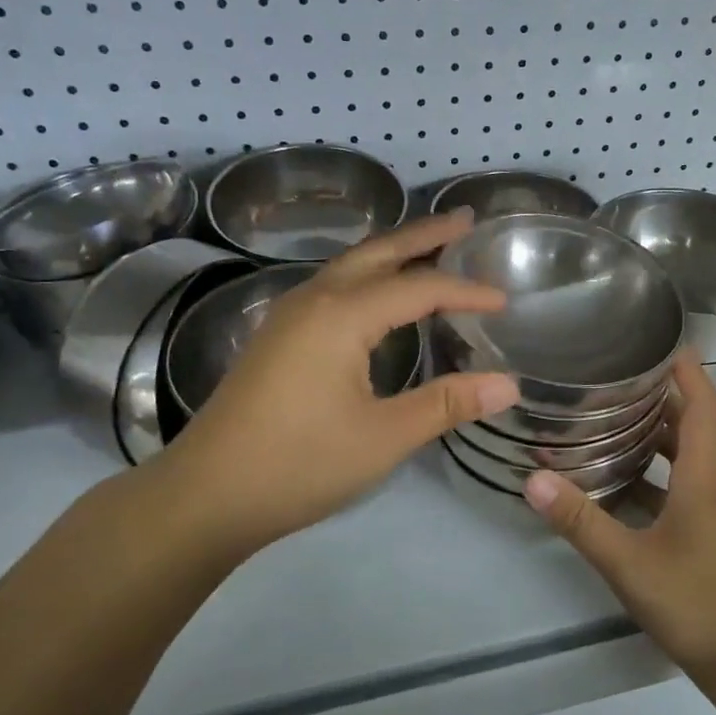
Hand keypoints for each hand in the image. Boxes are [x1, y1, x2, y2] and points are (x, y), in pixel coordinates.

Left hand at [137, 212, 519, 570]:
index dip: (466, 291)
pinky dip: (368, 275)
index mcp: (342, 316)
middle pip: (379, 253)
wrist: (206, 494)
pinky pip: (333, 285)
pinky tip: (378, 295)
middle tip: (466, 220)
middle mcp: (314, 300)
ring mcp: (289, 315)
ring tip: (430, 246)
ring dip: (393, 251)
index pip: (419, 288)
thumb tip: (509, 384)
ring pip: (351, 266)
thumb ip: (446, 404)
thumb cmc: (299, 464)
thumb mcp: (383, 437)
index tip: (505, 300)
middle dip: (424, 234)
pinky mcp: (277, 336)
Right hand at [524, 354, 715, 683]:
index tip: (661, 342)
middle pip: (690, 426)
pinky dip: (648, 471)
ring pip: (681, 457)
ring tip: (605, 417)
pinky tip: (612, 479)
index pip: (704, 408)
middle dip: (658, 396)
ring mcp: (708, 511)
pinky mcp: (701, 532)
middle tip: (613, 376)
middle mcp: (710, 486)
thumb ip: (580, 520)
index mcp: (701, 480)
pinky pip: (675, 485)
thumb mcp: (628, 562)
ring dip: (650, 433)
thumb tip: (535, 479)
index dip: (687, 372)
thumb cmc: (692, 603)